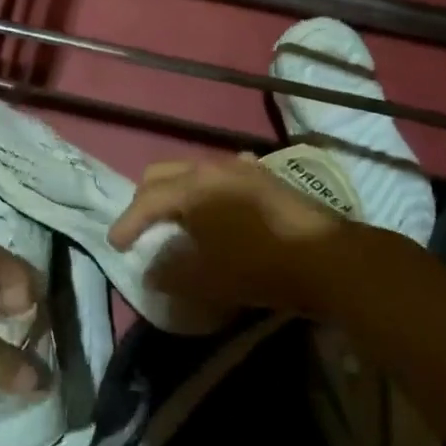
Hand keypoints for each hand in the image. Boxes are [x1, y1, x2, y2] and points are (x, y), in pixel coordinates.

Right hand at [107, 155, 402, 318]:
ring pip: (193, 172)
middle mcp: (212, 167)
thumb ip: (170, 273)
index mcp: (192, 187)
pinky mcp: (265, 177)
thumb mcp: (207, 279)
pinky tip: (218, 209)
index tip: (116, 246)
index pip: (145, 199)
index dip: (126, 223)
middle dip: (146, 200)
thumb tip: (150, 272)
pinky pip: (223, 176)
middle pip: (163, 174)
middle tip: (142, 228)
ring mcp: (242, 167)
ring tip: (177, 221)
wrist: (329, 258)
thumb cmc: (260, 267)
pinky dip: (208, 191)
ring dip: (178, 193)